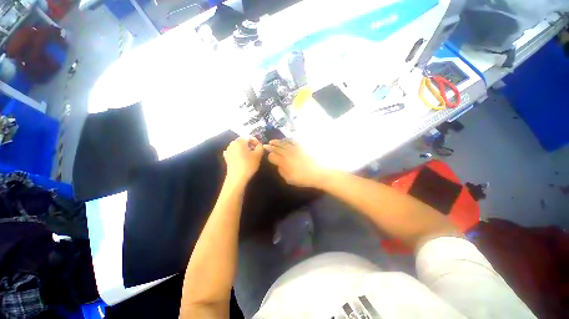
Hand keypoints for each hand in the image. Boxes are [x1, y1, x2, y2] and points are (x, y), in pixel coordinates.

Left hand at [223, 137, 262, 184]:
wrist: (236, 178)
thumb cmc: (248, 165)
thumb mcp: (258, 155)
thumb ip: (260, 147)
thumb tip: (259, 145)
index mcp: (240, 141)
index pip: (249, 136)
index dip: (256, 140)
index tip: (260, 147)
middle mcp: (232, 143)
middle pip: (243, 140)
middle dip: (250, 144)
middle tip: (256, 151)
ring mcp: (228, 150)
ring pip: (238, 146)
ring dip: (245, 148)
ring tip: (250, 155)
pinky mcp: (226, 157)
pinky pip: (234, 151)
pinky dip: (239, 152)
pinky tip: (242, 157)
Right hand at [264, 139, 328, 187]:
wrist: (318, 172)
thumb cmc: (303, 178)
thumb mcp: (289, 179)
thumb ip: (282, 171)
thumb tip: (278, 165)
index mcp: (283, 162)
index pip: (273, 156)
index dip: (269, 155)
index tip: (268, 155)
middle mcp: (287, 153)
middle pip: (277, 148)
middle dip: (271, 146)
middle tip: (266, 145)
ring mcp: (294, 149)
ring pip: (283, 143)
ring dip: (277, 142)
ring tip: (272, 141)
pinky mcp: (301, 146)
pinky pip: (292, 141)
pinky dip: (287, 140)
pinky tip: (285, 140)